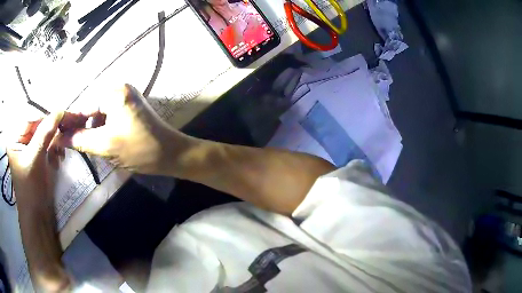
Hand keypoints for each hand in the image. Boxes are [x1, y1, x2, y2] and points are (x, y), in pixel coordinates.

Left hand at [6, 113, 71, 291]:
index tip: (62, 112)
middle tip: (67, 126)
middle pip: (37, 124)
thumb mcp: (35, 160)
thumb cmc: (30, 190)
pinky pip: (47, 144)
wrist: (37, 217)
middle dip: (51, 127)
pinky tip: (58, 157)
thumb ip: (45, 133)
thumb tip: (60, 110)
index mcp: (14, 137)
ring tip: (61, 150)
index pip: (30, 117)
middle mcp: (21, 139)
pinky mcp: (37, 156)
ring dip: (54, 139)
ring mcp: (29, 148)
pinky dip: (54, 148)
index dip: (45, 115)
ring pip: (44, 134)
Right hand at [57, 84, 193, 175]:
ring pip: (99, 115)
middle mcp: (120, 89)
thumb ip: (80, 140)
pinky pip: (108, 117)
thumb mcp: (106, 146)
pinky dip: (103, 129)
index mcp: (114, 93)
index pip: (83, 107)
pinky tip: (104, 142)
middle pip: (91, 109)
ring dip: (93, 130)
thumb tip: (59, 137)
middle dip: (83, 127)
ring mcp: (126, 97)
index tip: (59, 136)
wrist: (172, 154)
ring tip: (92, 146)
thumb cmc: (140, 150)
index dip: (70, 123)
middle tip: (75, 145)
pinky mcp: (130, 108)